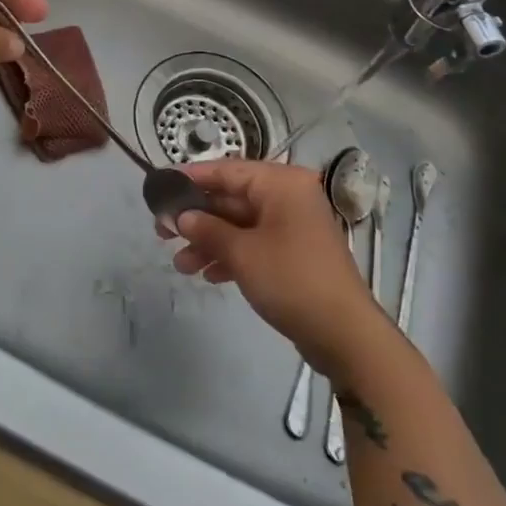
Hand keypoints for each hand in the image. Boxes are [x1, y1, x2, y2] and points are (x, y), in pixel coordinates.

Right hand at [160, 159, 384, 372]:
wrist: (344, 334)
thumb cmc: (291, 280)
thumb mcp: (242, 253)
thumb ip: (206, 229)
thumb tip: (181, 217)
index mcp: (281, 183)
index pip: (226, 170)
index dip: (191, 178)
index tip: (160, 186)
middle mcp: (288, 197)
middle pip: (232, 199)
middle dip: (197, 219)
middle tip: (162, 233)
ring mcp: (292, 226)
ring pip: (240, 224)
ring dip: (209, 242)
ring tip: (181, 265)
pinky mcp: (294, 253)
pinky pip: (254, 244)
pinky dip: (230, 255)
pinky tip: (208, 275)